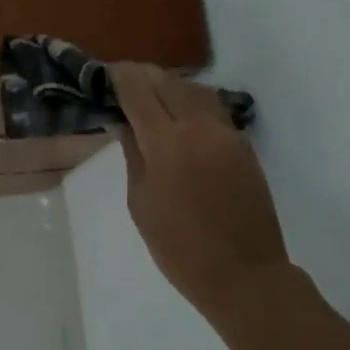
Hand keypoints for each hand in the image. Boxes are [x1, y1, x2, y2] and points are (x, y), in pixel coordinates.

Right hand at [110, 63, 287, 318]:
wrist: (244, 274)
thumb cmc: (180, 249)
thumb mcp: (141, 203)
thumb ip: (133, 155)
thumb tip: (123, 122)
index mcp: (167, 144)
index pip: (139, 90)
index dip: (120, 77)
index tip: (105, 75)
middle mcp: (200, 127)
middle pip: (168, 81)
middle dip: (143, 76)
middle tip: (123, 84)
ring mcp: (227, 133)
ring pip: (195, 89)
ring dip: (170, 86)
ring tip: (151, 97)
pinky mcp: (244, 144)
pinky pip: (214, 109)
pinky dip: (192, 102)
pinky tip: (179, 117)